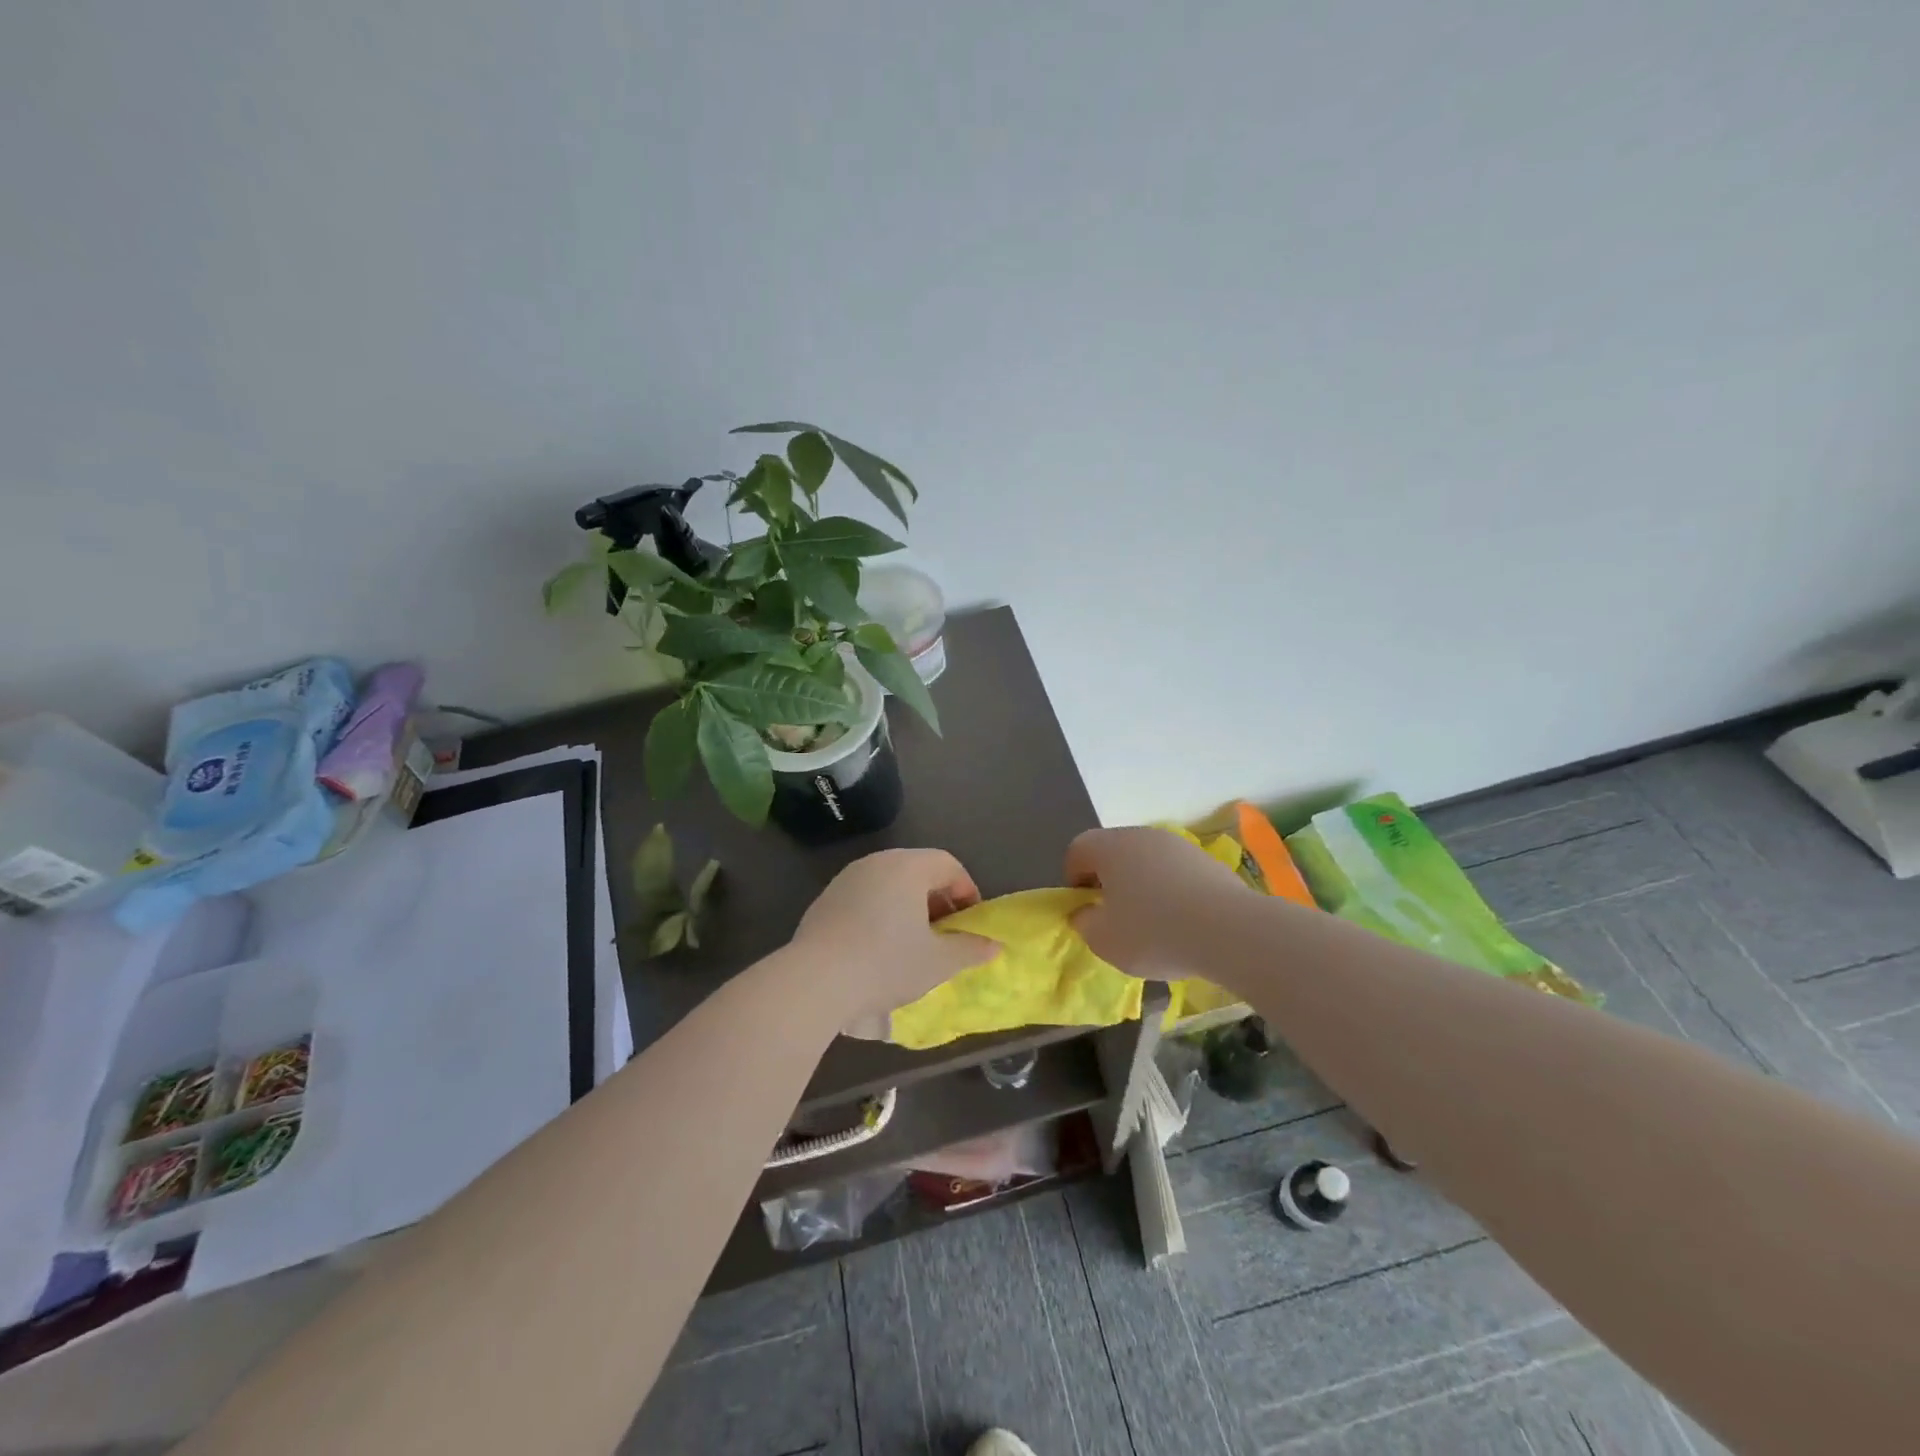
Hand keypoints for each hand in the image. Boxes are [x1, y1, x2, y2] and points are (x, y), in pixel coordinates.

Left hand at [789, 848, 997, 1018]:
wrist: (815, 980)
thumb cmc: (886, 963)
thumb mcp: (938, 962)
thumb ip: (970, 949)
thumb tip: (993, 945)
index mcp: (908, 867)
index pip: (948, 865)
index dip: (966, 892)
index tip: (969, 924)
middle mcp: (877, 862)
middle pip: (919, 871)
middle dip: (938, 900)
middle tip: (945, 935)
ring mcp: (847, 878)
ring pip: (890, 884)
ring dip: (908, 907)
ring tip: (912, 944)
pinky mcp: (825, 899)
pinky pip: (865, 898)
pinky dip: (880, 914)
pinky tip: (877, 949)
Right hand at [1065, 826, 1246, 977]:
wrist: (1230, 930)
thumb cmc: (1154, 932)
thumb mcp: (1104, 940)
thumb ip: (1084, 923)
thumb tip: (1085, 912)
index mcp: (1110, 847)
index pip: (1078, 849)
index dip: (1073, 879)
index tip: (1085, 908)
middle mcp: (1142, 836)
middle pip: (1113, 851)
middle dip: (1108, 880)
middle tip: (1114, 916)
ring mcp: (1177, 845)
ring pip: (1146, 860)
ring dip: (1141, 885)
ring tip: (1152, 922)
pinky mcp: (1206, 860)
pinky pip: (1175, 872)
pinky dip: (1171, 891)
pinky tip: (1182, 922)